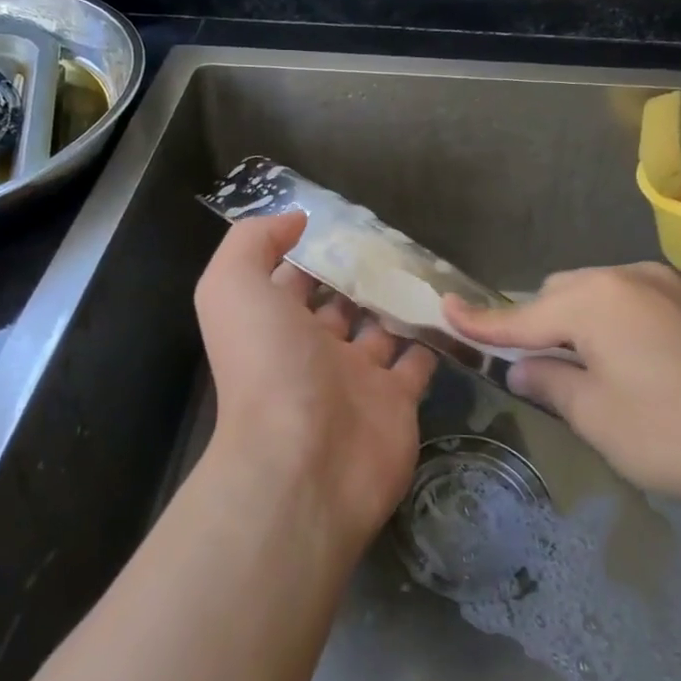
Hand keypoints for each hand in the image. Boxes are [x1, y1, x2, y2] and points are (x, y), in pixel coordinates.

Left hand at [195, 213, 437, 544]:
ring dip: (398, 302)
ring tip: (425, 267)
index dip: (311, 250)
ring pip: (381, 330)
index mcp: (274, 324)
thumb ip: (254, 242)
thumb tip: (295, 220)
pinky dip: (431, 339)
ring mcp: (357, 379)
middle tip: (395, 240)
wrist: (304, 461)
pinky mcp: (396, 402)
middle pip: (340, 303)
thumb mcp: (233, 286)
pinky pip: (417, 363)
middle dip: (360, 274)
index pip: (292, 279)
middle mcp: (312, 350)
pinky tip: (448, 309)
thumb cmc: (267, 365)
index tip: (345, 220)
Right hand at [445, 263, 680, 525]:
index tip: (444, 310)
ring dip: (580, 327)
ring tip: (587, 374)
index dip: (481, 320)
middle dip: (540, 326)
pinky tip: (632, 369)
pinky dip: (615, 329)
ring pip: (600, 297)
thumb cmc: (675, 432)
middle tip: (536, 369)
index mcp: (595, 299)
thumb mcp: (597, 416)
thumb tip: (525, 365)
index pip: (521, 314)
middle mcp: (628, 278)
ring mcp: (668, 288)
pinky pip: (633, 306)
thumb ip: (552, 382)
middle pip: (561, 295)